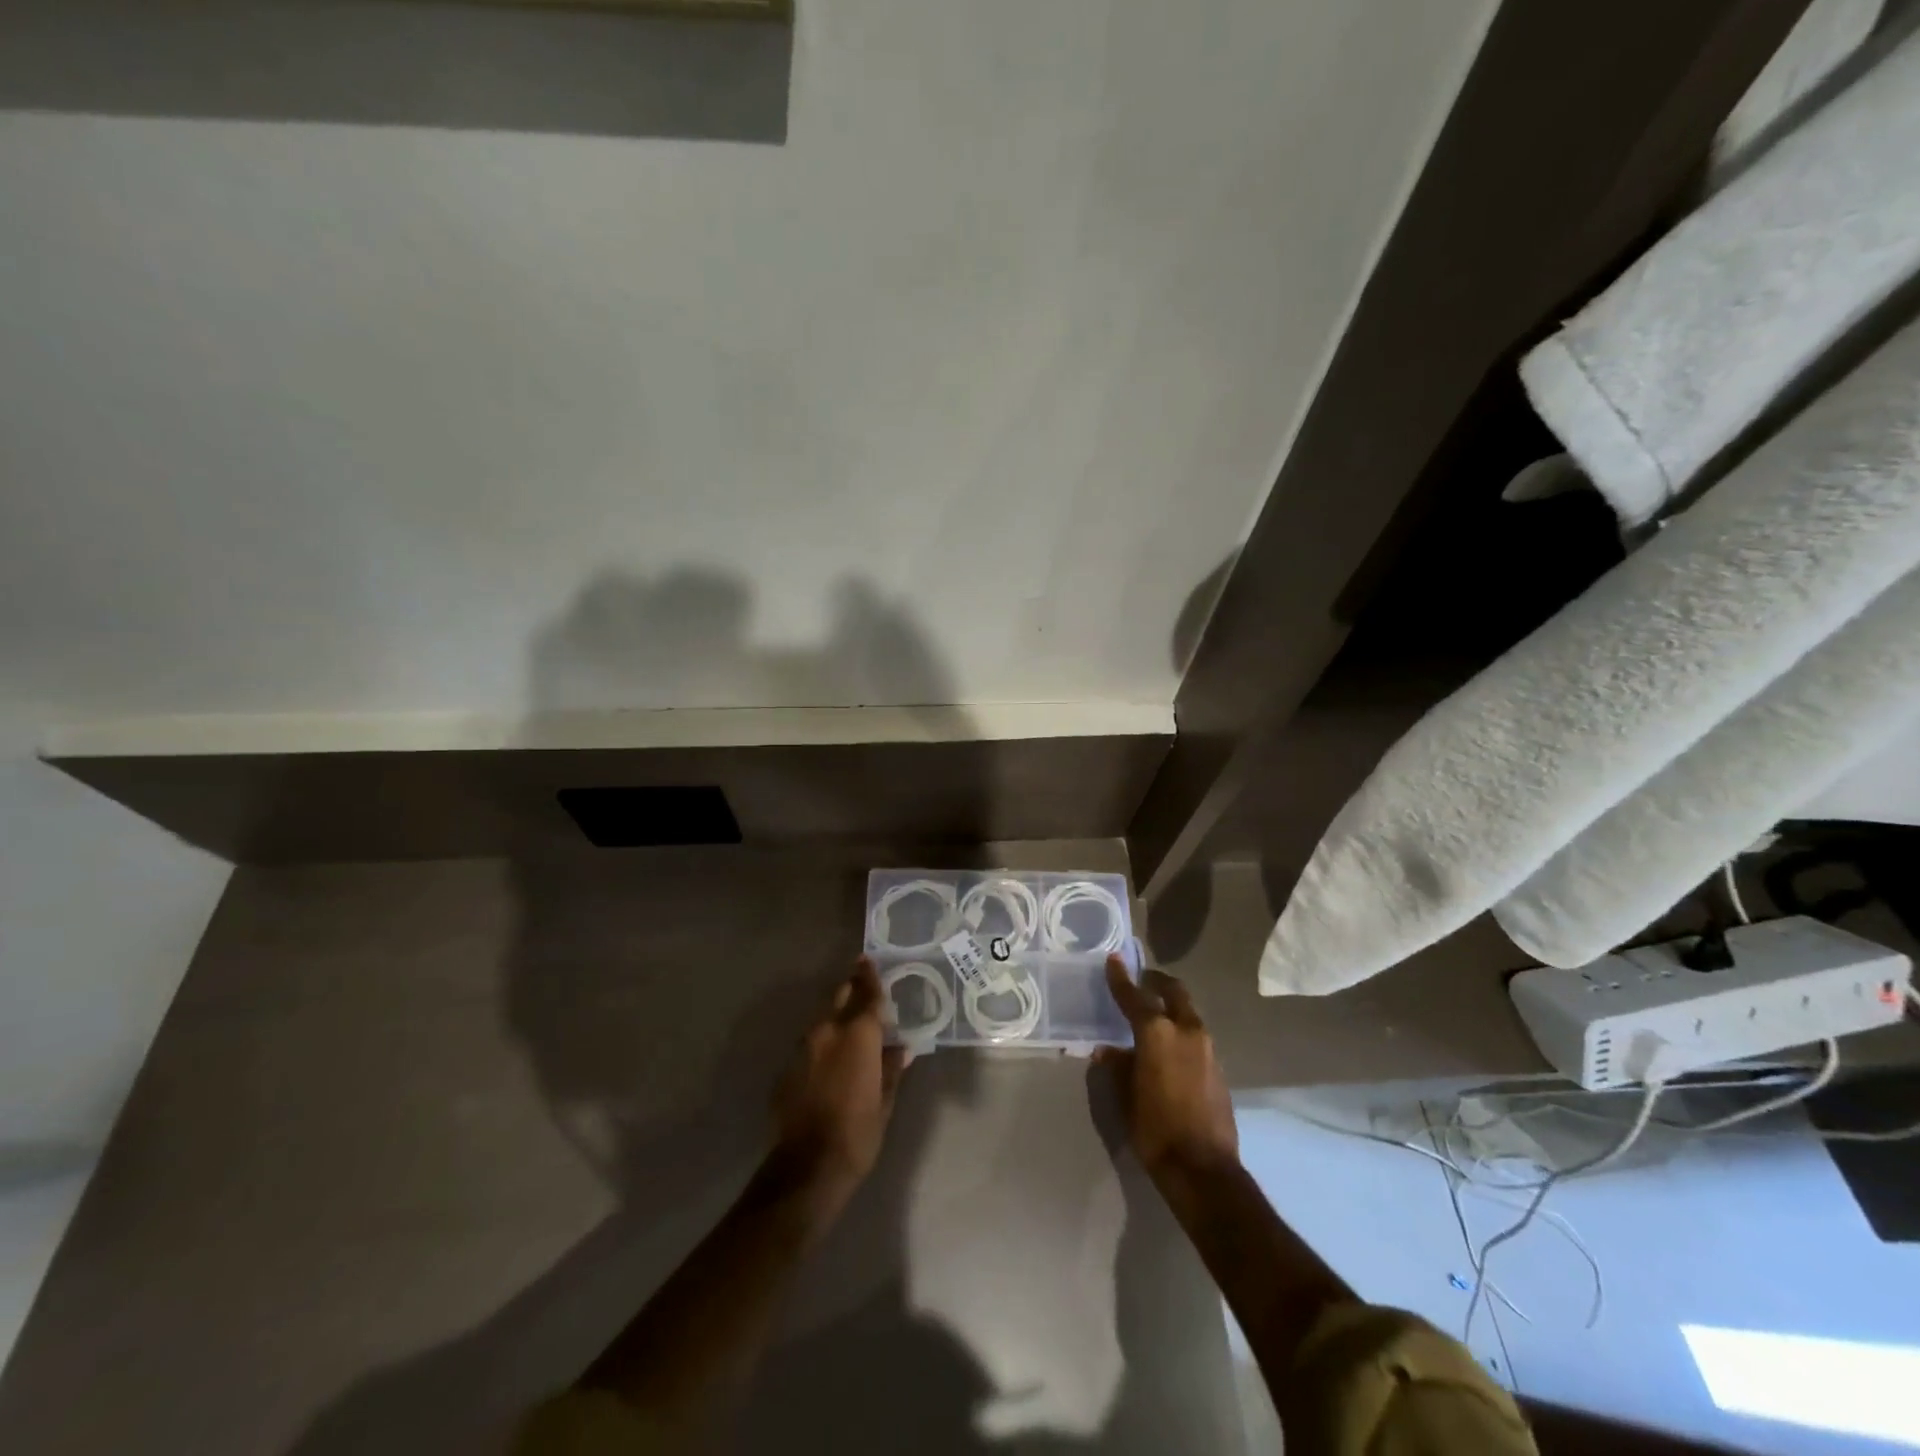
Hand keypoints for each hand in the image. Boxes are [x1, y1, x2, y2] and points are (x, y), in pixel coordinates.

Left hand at [771, 958, 907, 1202]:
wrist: (807, 1167)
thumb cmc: (858, 1133)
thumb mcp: (884, 1101)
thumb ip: (891, 1069)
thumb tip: (900, 1049)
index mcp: (858, 1034)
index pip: (867, 994)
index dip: (869, 976)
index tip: (868, 959)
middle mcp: (828, 1031)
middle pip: (840, 997)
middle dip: (851, 990)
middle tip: (862, 987)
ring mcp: (803, 1048)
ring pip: (823, 1019)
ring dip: (837, 1017)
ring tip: (850, 1026)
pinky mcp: (788, 1068)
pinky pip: (810, 1044)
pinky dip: (823, 1043)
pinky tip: (831, 1060)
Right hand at [1095, 955, 1237, 1185]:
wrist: (1204, 1170)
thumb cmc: (1155, 1130)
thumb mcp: (1125, 1097)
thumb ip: (1117, 1066)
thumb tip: (1108, 1050)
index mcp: (1158, 1033)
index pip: (1135, 996)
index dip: (1121, 978)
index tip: (1114, 959)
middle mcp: (1186, 1031)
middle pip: (1174, 992)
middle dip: (1157, 982)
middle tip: (1142, 981)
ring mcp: (1207, 1049)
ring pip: (1188, 1013)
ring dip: (1171, 1007)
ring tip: (1153, 1016)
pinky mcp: (1218, 1068)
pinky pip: (1196, 1036)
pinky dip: (1181, 1031)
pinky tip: (1168, 1048)